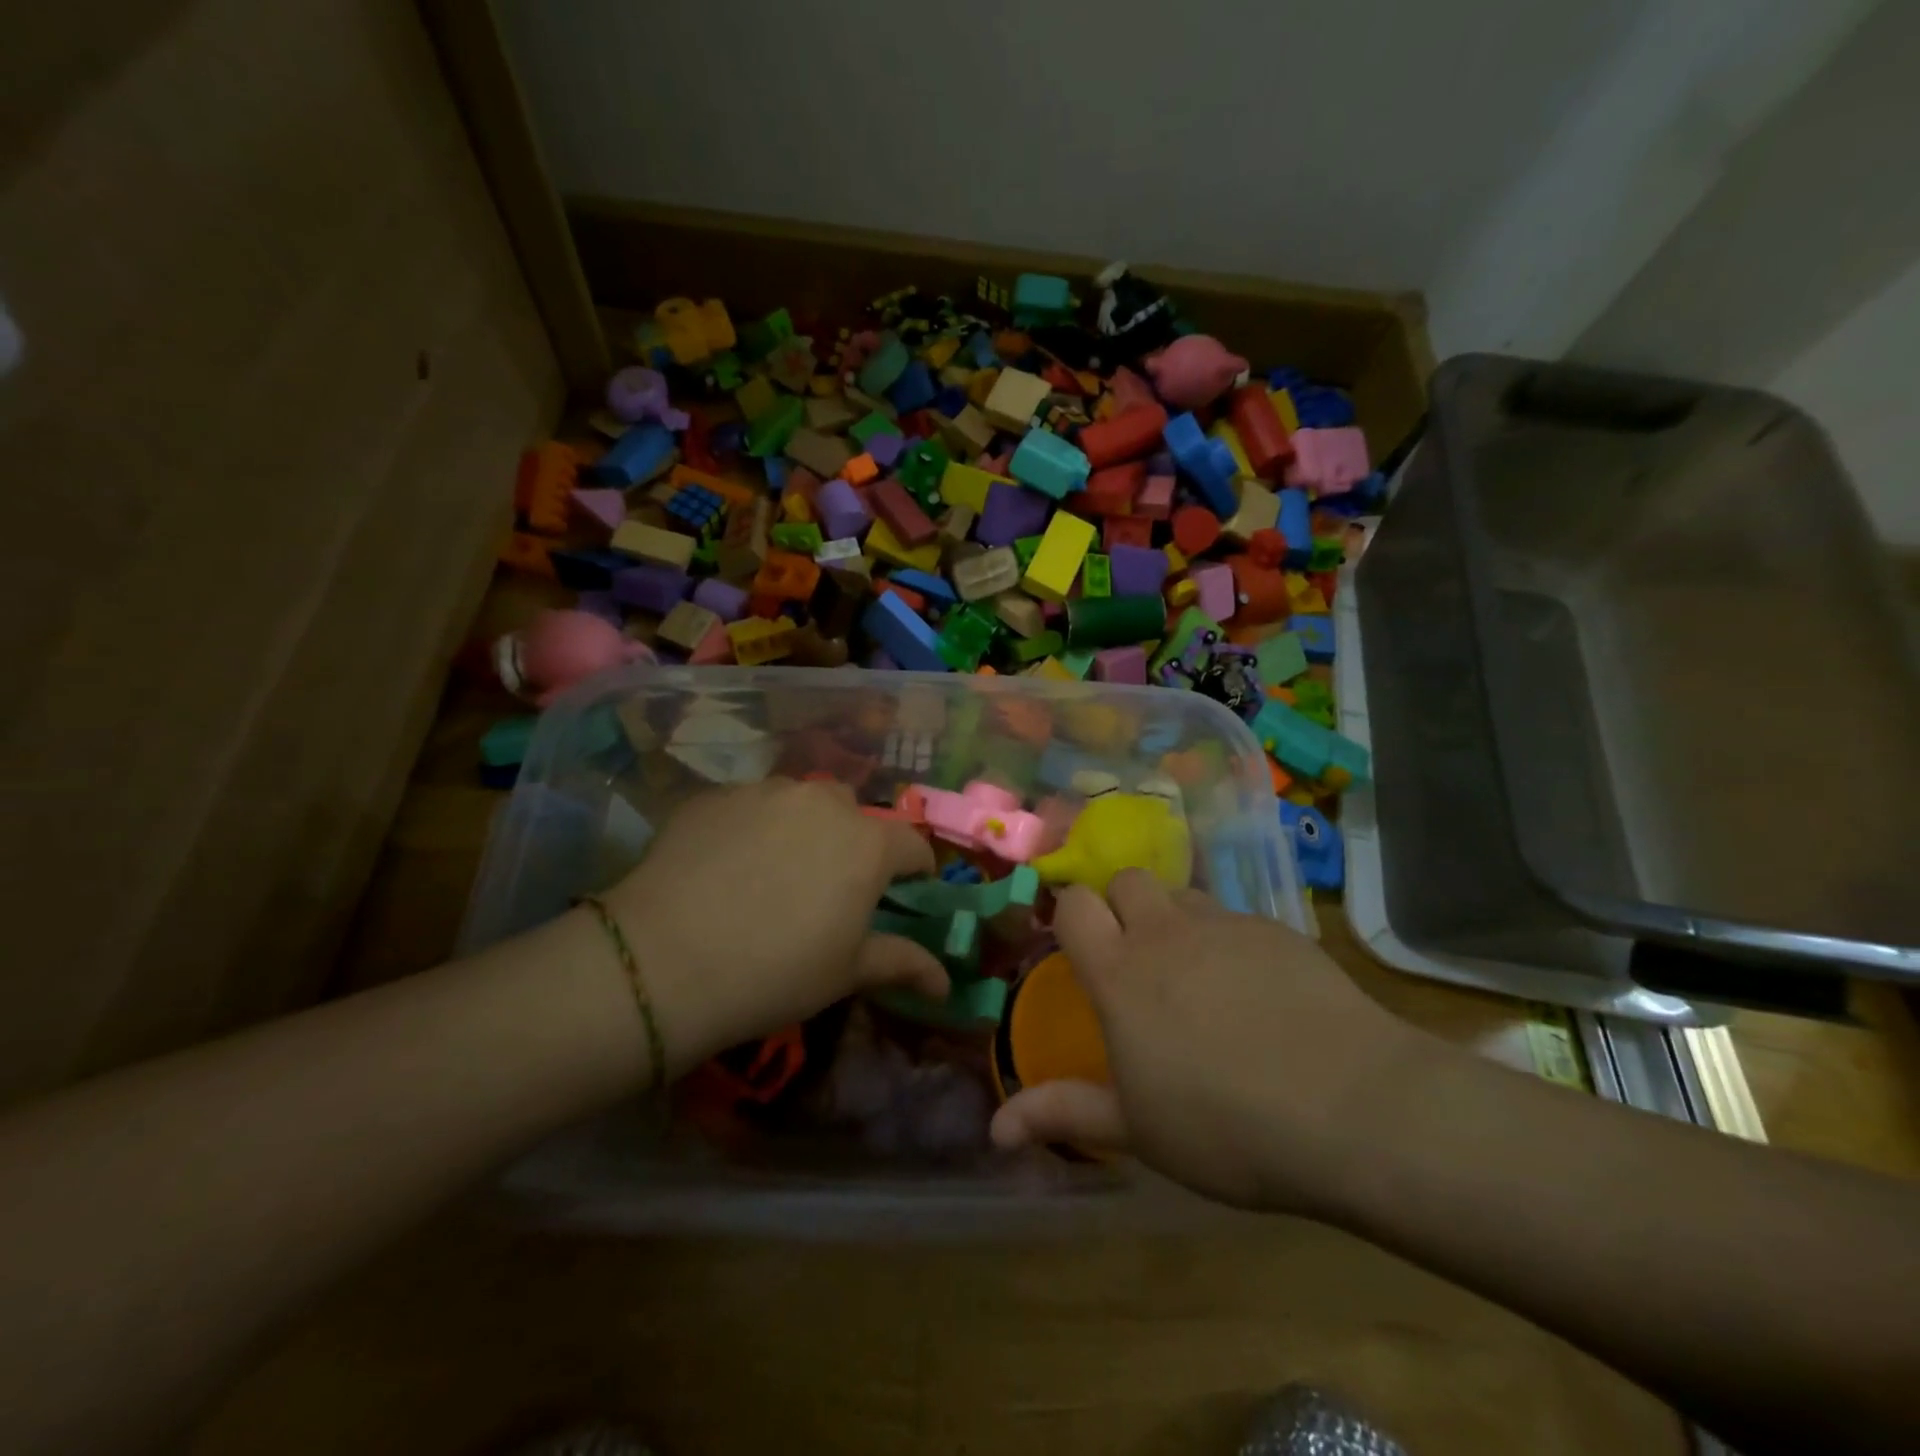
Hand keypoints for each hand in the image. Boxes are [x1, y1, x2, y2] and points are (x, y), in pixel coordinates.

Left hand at [599, 778, 946, 1076]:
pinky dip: (752, 827)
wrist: (663, 961)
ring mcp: (765, 792)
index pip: (913, 844)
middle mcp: (823, 802)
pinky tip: (726, 865)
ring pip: (800, 802)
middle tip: (830, 886)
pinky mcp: (715, 795)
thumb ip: (902, 963)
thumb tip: (945, 982)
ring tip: (774, 871)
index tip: (906, 892)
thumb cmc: (775, 972)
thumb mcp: (846, 973)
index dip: (915, 870)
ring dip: (802, 828)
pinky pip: (750, 805)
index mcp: (868, 843)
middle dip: (854, 842)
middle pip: (854, 815)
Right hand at [989, 870, 1432, 1214]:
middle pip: (1128, 879)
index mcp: (1120, 972)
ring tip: (1193, 970)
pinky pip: (1235, 918)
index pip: (1074, 903)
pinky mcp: (1277, 930)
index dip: (1070, 912)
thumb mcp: (1137, 1130)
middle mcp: (1165, 932)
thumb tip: (994, 1129)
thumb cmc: (1225, 1126)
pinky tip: (1256, 990)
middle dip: (1121, 903)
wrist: (1353, 1106)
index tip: (1076, 943)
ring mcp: (1225, 925)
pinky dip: (1228, 940)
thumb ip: (1063, 1114)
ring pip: (1183, 894)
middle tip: (1134, 955)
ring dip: (1174, 917)